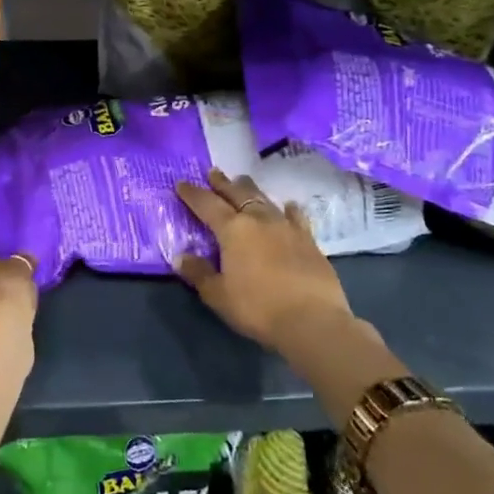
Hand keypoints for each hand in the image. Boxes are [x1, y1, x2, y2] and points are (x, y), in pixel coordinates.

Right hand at [174, 168, 368, 352]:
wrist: (312, 321)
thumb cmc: (257, 308)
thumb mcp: (218, 295)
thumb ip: (198, 273)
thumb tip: (180, 256)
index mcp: (233, 230)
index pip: (206, 205)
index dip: (192, 194)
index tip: (181, 183)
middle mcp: (259, 220)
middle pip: (237, 194)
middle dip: (222, 183)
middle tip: (213, 172)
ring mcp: (287, 227)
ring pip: (265, 200)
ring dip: (251, 190)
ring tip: (243, 182)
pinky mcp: (309, 240)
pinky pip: (296, 216)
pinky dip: (288, 208)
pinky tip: (288, 206)